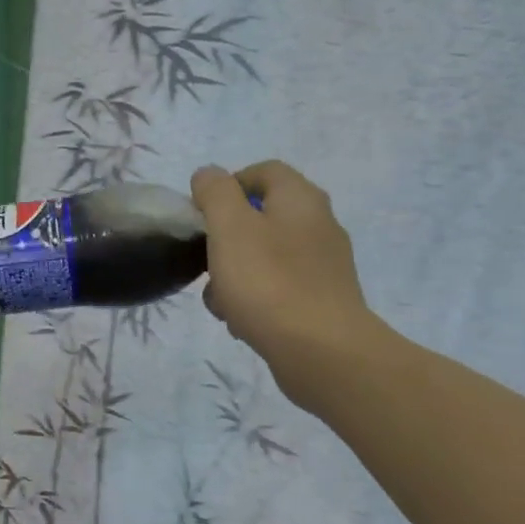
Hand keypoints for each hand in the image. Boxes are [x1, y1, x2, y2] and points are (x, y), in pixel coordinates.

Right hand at [190, 161, 388, 408]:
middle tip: (207, 261)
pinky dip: (255, 300)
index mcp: (301, 199)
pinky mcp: (321, 301)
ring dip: (234, 274)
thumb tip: (208, 175)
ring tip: (220, 301)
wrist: (321, 352)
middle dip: (225, 239)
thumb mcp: (230, 227)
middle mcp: (319, 225)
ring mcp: (323, 266)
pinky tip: (241, 322)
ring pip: (265, 256)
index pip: (264, 171)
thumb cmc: (268, 282)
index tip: (202, 214)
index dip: (228, 185)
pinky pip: (277, 289)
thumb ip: (215, 193)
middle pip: (261, 217)